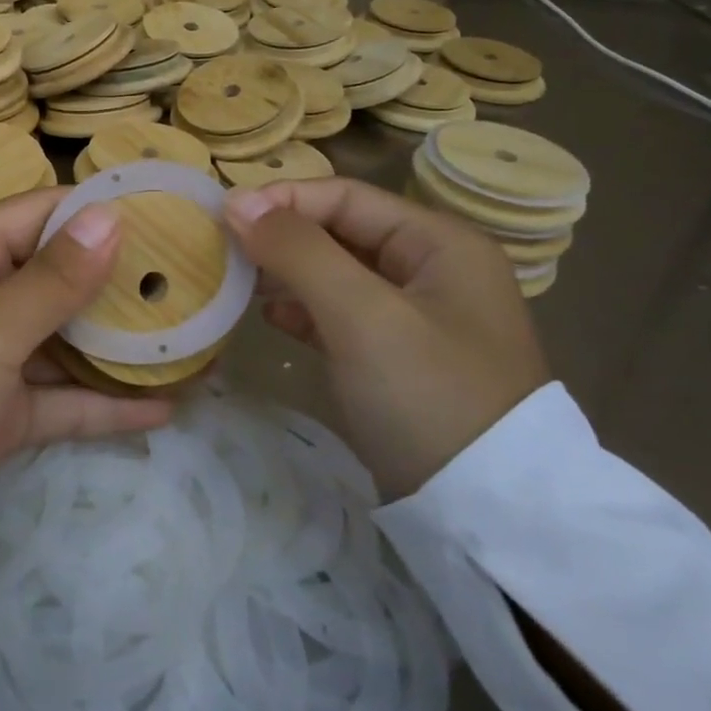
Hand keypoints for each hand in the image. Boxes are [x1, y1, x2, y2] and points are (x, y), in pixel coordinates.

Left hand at [0, 190, 172, 478]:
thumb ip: (55, 278)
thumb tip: (111, 215)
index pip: (40, 214)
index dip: (98, 212)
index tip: (164, 214)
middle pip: (58, 276)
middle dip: (118, 281)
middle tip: (192, 279)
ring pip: (64, 339)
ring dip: (118, 345)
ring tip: (189, 339)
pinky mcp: (0, 410)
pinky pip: (59, 397)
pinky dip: (103, 404)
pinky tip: (163, 408)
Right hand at [224, 177, 548, 500]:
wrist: (486, 514)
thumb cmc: (427, 394)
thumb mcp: (361, 314)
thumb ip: (298, 251)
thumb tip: (236, 203)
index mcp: (440, 243)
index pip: (346, 197)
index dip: (282, 200)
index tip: (223, 216)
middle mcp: (432, 269)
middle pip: (341, 231)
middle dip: (281, 236)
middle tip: (224, 249)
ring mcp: (417, 316)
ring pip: (336, 272)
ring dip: (286, 272)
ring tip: (238, 281)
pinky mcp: (399, 357)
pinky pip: (341, 313)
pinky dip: (304, 309)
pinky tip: (270, 317)